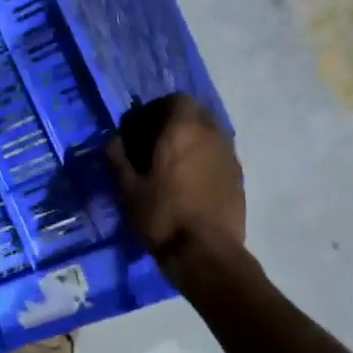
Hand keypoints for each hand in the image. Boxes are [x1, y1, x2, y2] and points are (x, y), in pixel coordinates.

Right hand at [105, 95, 245, 277]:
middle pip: (196, 113)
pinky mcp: (239, 177)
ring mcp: (229, 155)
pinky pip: (219, 155)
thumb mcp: (129, 189)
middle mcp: (211, 134)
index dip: (157, 109)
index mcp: (183, 129)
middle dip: (176, 122)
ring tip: (173, 164)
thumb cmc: (163, 215)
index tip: (141, 128)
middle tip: (155, 143)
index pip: (176, 99)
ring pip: (210, 134)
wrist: (206, 253)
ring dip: (192, 140)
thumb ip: (118, 159)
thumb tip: (112, 141)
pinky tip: (190, 182)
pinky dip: (205, 158)